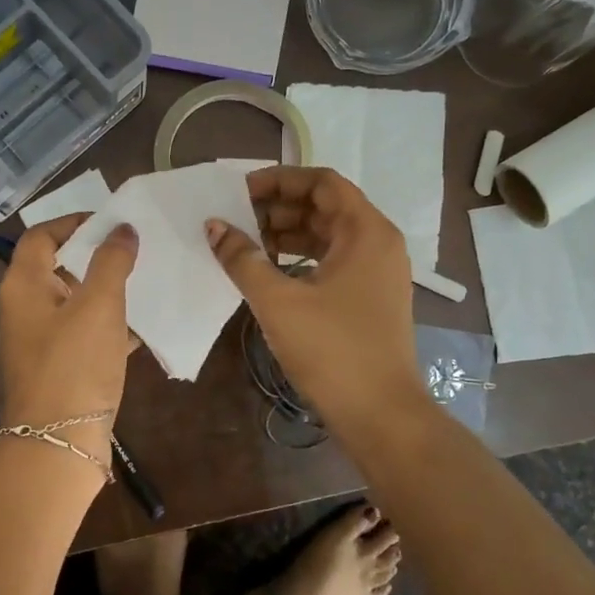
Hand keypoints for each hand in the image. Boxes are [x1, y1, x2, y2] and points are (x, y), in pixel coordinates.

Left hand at [0, 215, 138, 459]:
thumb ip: (111, 262)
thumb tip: (122, 229)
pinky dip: (107, 325)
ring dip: (105, 291)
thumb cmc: (75, 364)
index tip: (111, 222)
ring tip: (144, 280)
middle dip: (94, 256)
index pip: (41, 236)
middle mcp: (24, 309)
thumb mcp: (99, 305)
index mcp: (23, 286)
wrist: (59, 443)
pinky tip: (141, 326)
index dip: (73, 222)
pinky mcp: (58, 367)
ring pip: (73, 302)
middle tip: (133, 249)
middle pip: (56, 267)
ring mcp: (39, 341)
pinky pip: (83, 333)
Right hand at [206, 166, 424, 427]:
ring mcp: (377, 271)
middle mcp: (377, 242)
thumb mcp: (278, 300)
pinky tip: (269, 271)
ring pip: (327, 234)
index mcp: (366, 231)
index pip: (322, 182)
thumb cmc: (331, 350)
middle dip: (279, 208)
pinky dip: (300, 258)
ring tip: (245, 244)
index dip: (280, 180)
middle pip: (325, 206)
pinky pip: (332, 260)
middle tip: (236, 219)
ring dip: (287, 234)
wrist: (380, 414)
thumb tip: (214, 226)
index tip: (240, 191)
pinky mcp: (369, 297)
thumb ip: (242, 258)